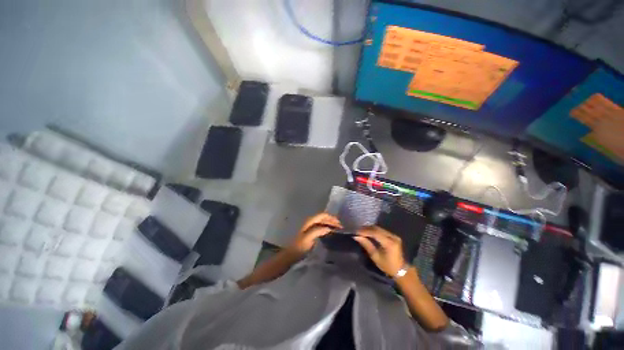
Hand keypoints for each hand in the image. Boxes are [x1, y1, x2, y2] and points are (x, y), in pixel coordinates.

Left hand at [288, 213, 341, 255]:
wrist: (290, 255)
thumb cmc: (299, 247)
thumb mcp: (308, 239)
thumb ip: (317, 231)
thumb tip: (329, 228)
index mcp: (309, 221)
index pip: (323, 215)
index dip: (331, 218)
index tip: (339, 224)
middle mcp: (310, 222)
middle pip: (323, 217)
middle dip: (332, 220)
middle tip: (341, 227)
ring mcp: (310, 227)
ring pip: (322, 222)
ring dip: (330, 224)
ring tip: (337, 229)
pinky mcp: (310, 233)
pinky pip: (321, 227)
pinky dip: (326, 228)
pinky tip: (330, 233)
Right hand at [354, 226, 406, 277]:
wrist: (401, 270)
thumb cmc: (387, 266)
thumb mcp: (375, 256)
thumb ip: (366, 245)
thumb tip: (356, 237)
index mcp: (389, 243)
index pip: (375, 233)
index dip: (365, 231)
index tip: (356, 232)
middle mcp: (393, 237)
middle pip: (377, 229)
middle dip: (366, 229)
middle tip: (357, 231)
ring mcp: (394, 235)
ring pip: (379, 228)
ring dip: (369, 229)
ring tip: (361, 231)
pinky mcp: (393, 235)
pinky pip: (381, 230)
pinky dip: (373, 230)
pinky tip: (368, 232)